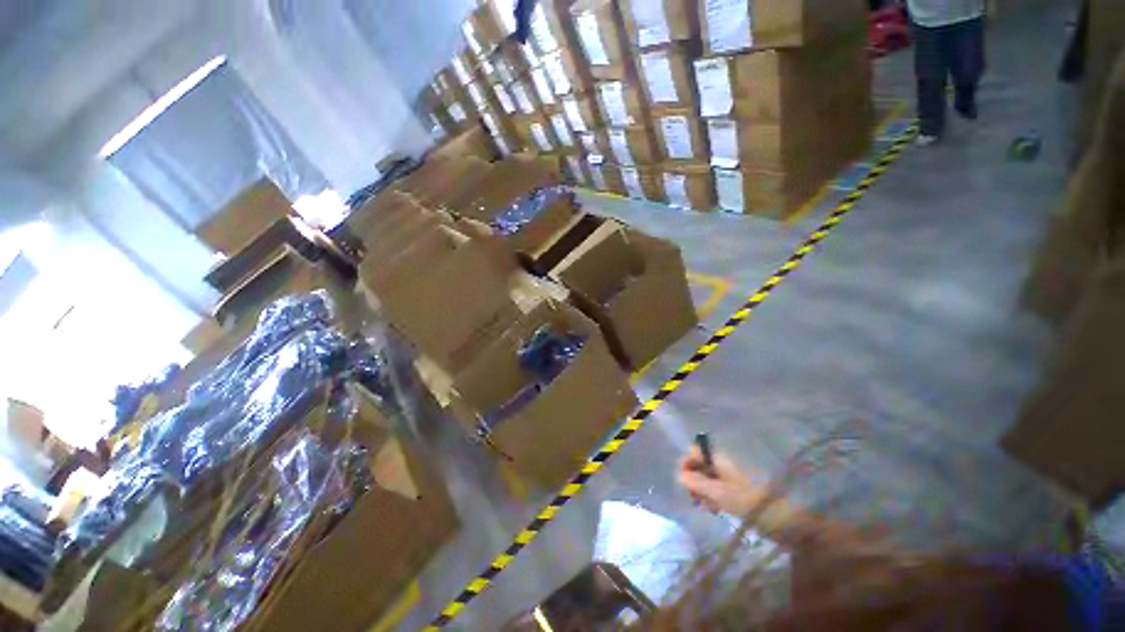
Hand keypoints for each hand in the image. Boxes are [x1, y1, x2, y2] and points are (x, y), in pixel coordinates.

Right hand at [678, 447, 768, 515]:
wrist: (785, 522)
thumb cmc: (750, 504)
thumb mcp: (720, 493)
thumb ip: (697, 483)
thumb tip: (678, 475)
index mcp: (719, 459)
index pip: (694, 451)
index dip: (686, 464)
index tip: (685, 483)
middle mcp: (723, 465)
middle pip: (699, 465)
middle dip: (693, 480)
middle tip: (695, 499)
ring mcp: (730, 478)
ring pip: (706, 479)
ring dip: (702, 492)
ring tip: (707, 508)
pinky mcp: (737, 492)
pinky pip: (716, 490)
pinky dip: (712, 498)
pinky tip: (715, 511)